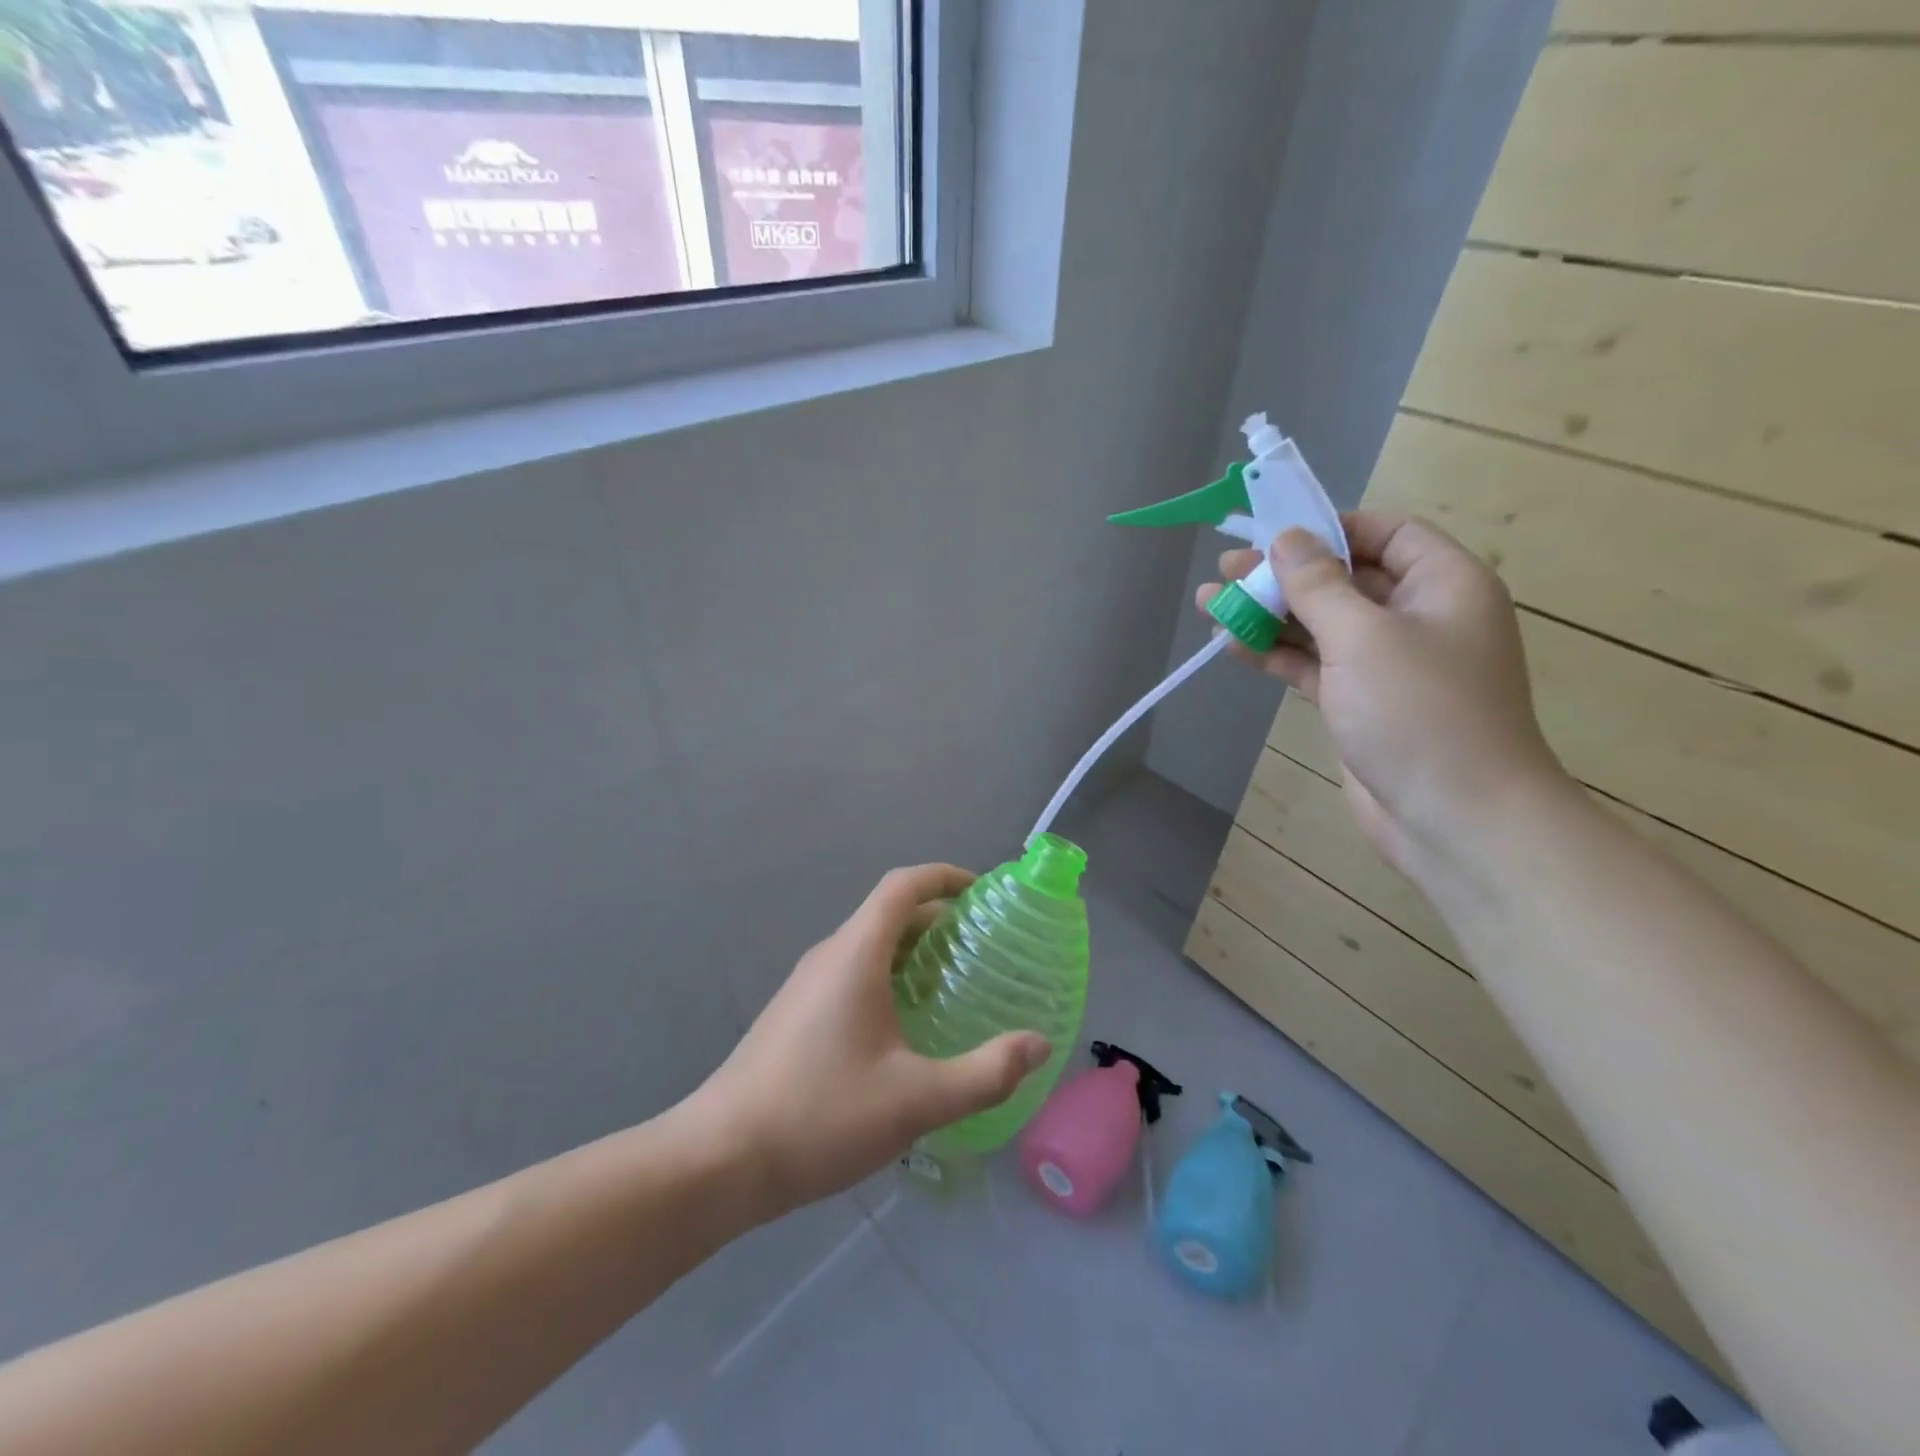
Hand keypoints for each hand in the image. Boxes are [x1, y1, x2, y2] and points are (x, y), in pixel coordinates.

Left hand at [685, 864, 1050, 1219]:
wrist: (720, 1160)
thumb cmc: (821, 1116)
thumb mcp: (916, 1100)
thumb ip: (986, 1073)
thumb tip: (1039, 1045)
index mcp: (856, 954)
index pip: (902, 886)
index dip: (944, 876)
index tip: (982, 893)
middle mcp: (829, 956)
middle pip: (889, 914)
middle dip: (938, 919)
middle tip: (983, 948)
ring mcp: (806, 985)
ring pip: (869, 946)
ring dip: (913, 951)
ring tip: (955, 984)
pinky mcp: (795, 1014)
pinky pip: (852, 973)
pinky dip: (889, 976)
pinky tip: (907, 1027)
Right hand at [1201, 512, 1571, 872]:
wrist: (1455, 817)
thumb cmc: (1420, 712)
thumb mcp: (1363, 636)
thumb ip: (1319, 584)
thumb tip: (1287, 538)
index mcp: (1444, 584)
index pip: (1386, 533)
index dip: (1329, 529)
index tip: (1273, 533)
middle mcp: (1419, 616)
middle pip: (1344, 579)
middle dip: (1283, 574)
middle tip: (1224, 570)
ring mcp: (1388, 663)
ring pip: (1321, 624)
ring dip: (1268, 614)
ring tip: (1209, 604)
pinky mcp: (1361, 702)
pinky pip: (1314, 663)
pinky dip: (1276, 653)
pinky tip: (1231, 646)